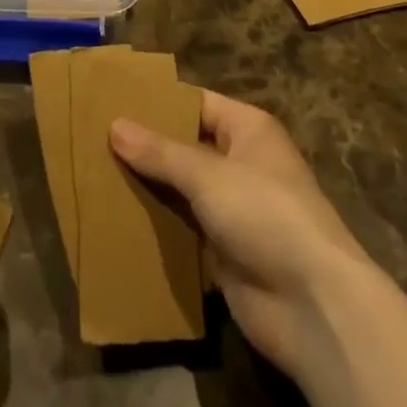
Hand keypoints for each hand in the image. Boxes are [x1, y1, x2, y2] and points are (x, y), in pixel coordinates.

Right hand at [110, 90, 365, 380]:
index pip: (195, 103)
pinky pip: (183, 228)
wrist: (313, 306)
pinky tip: (117, 219)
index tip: (113, 99)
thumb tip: (114, 126)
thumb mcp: (208, 175)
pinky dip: (156, 224)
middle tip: (94, 137)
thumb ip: (160, 152)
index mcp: (247, 129)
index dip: (158, 101)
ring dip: (148, 186)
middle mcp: (240, 162)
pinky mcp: (223, 250)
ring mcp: (233, 208)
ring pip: (181, 188)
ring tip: (95, 173)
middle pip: (185, 146)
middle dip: (146, 146)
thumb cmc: (265, 214)